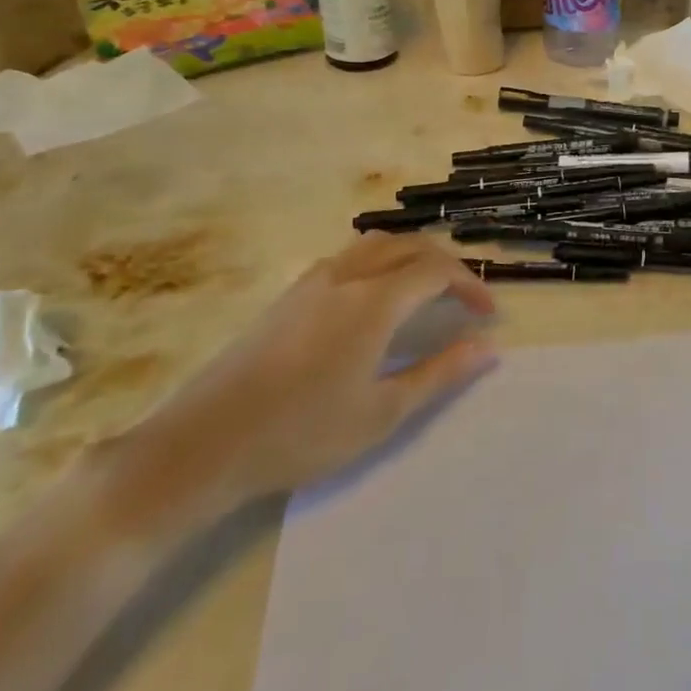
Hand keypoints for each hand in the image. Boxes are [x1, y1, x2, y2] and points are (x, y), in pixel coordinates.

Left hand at [115, 233, 496, 520]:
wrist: (201, 445)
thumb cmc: (302, 433)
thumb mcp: (383, 412)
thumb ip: (440, 373)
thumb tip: (487, 348)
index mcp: (374, 301)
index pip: (437, 271)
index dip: (471, 285)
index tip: (488, 313)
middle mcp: (346, 276)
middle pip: (409, 245)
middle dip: (446, 264)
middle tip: (465, 298)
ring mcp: (312, 281)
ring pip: (376, 244)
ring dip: (411, 256)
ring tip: (427, 290)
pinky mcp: (288, 295)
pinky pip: (349, 257)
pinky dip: (380, 262)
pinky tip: (376, 301)